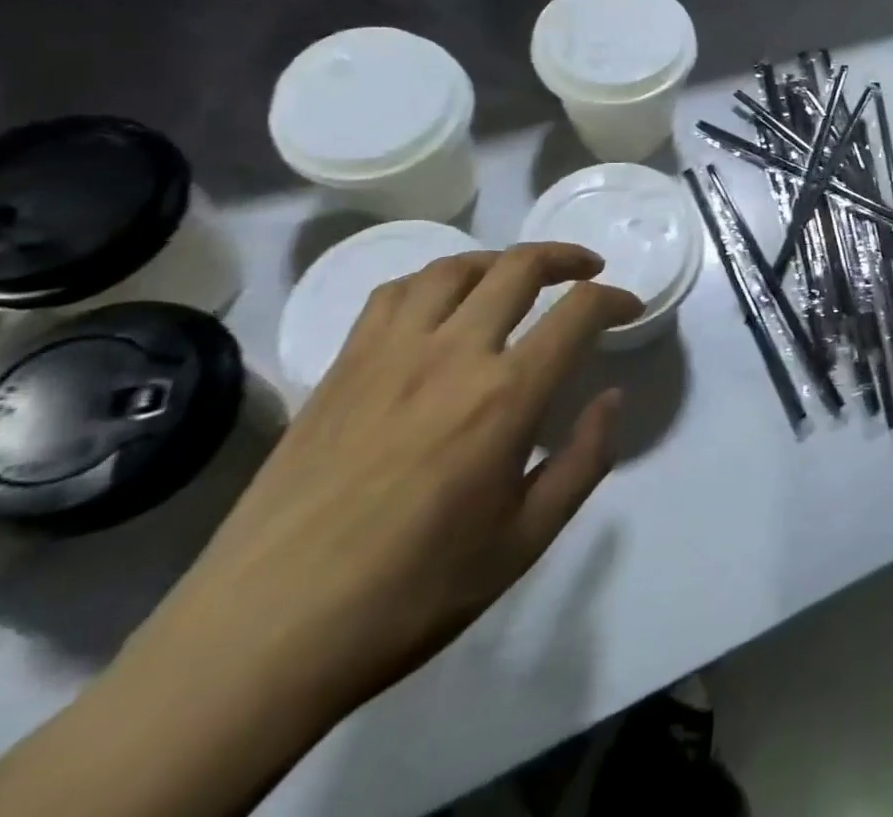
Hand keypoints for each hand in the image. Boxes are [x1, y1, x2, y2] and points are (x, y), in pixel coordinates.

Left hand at [121, 244, 642, 727]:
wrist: (264, 634)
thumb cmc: (411, 593)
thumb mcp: (525, 541)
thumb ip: (583, 460)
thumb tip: (611, 397)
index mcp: (506, 395)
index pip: (579, 311)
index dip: (615, 298)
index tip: (628, 308)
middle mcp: (453, 353)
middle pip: (520, 266)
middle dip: (566, 257)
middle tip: (587, 269)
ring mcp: (390, 353)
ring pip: (455, 267)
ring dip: (500, 259)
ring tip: (517, 275)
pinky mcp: (342, 366)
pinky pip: (394, 293)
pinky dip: (433, 281)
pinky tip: (441, 304)